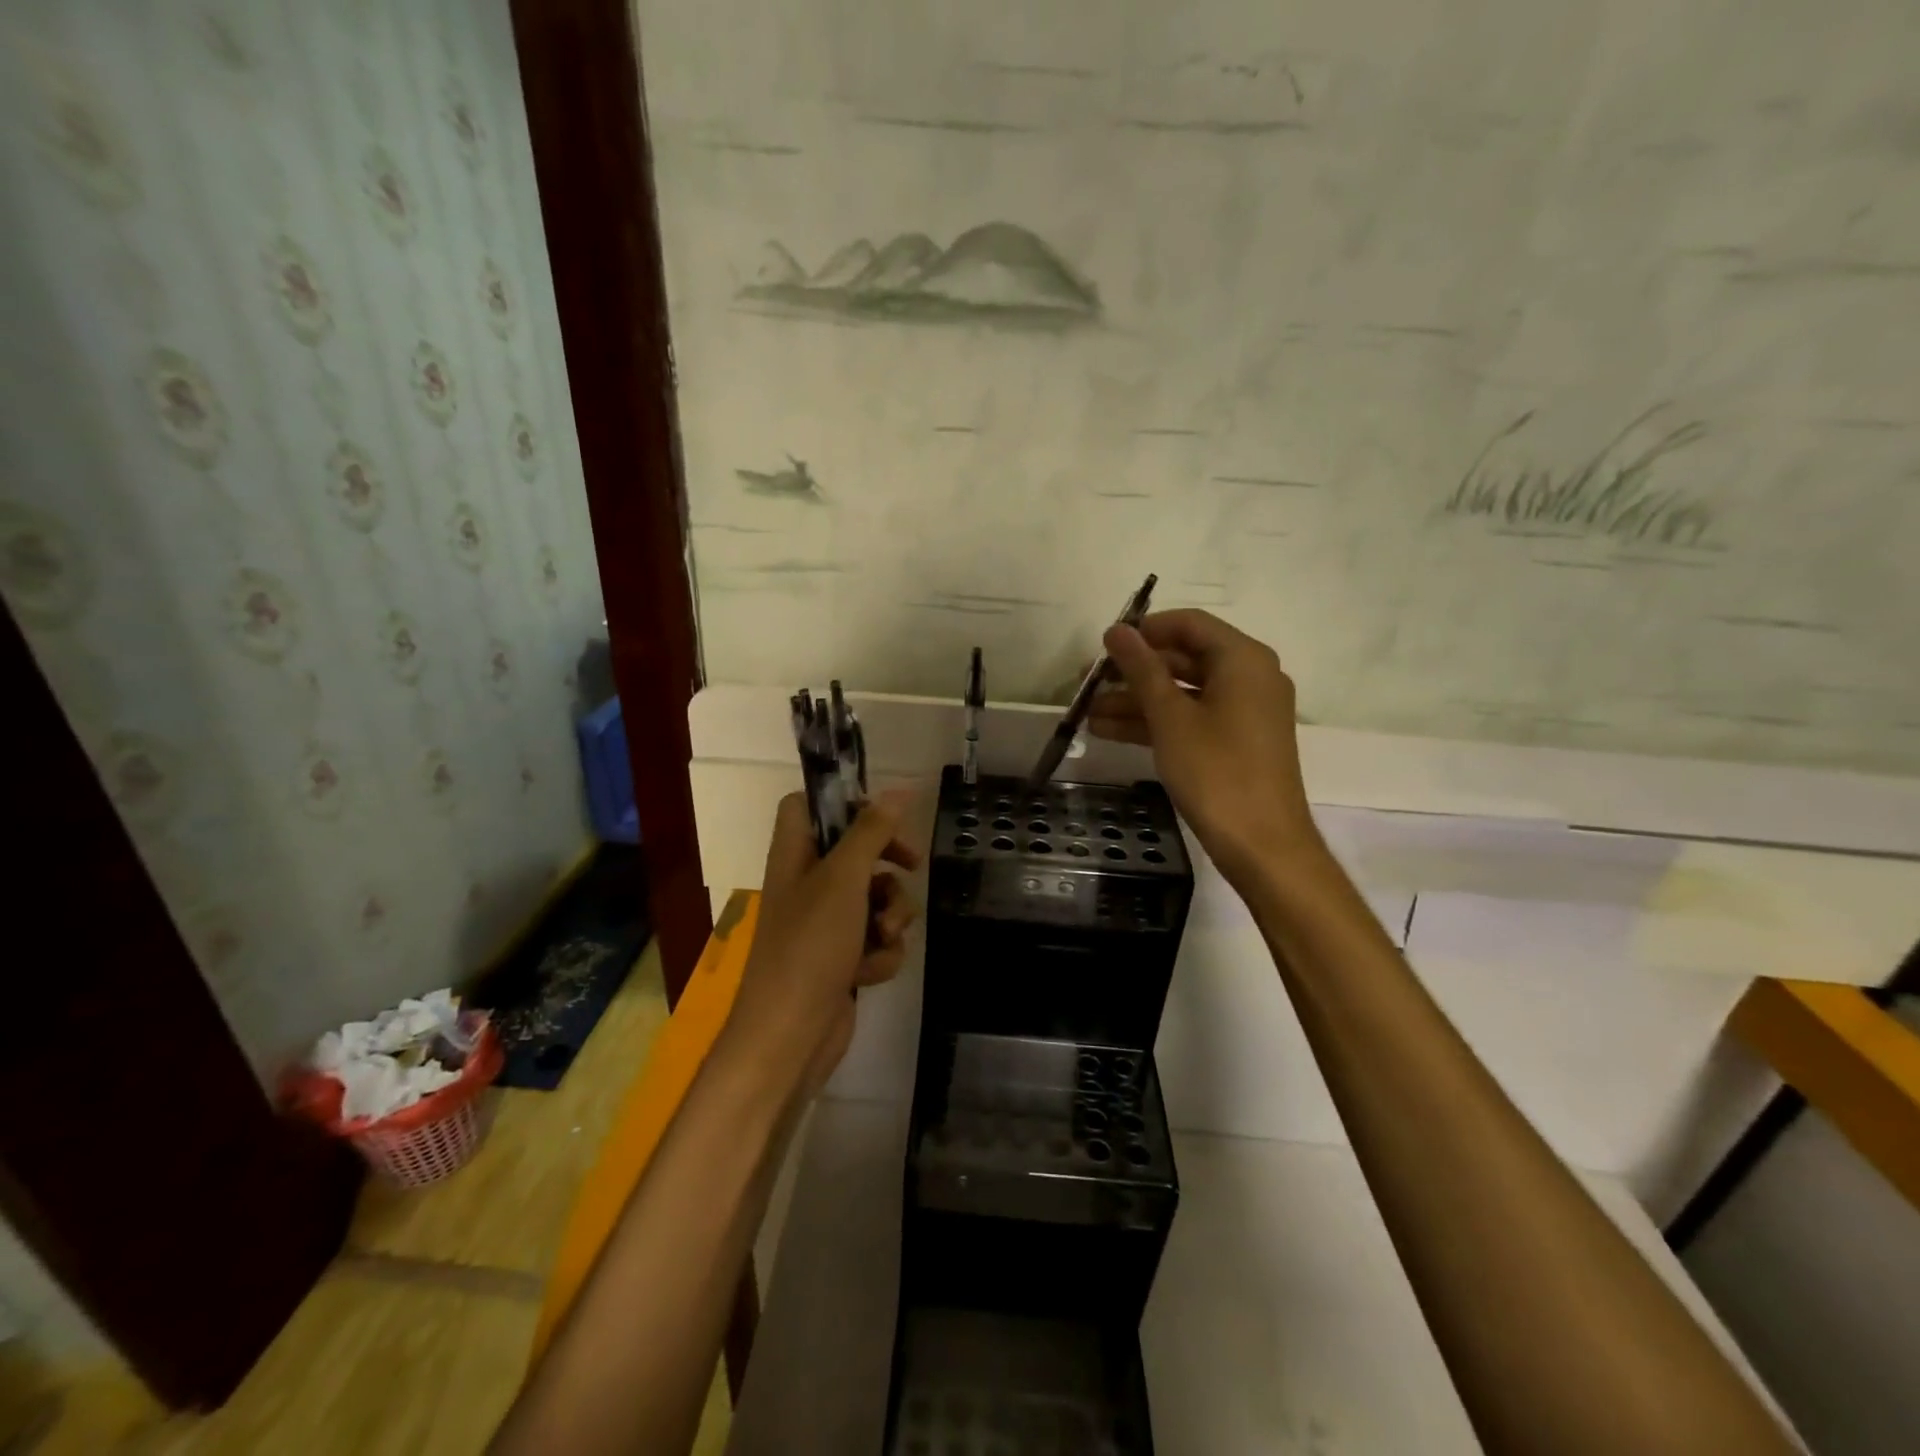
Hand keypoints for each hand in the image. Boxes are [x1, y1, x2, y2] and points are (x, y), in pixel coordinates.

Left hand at [723, 790, 920, 1101]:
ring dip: (891, 914)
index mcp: (795, 854)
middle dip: (888, 862)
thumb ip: (871, 831)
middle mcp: (808, 883)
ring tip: (883, 935)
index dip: (843, 802)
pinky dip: (881, 951)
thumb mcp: (843, 879)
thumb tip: (899, 790)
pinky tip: (869, 972)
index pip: (807, 805)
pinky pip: (877, 936)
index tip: (879, 812)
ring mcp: (826, 922)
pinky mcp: (843, 956)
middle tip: (910, 864)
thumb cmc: (810, 946)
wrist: (791, 1036)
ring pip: (876, 896)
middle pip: (856, 849)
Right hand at [1089, 609, 1322, 890]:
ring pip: (1182, 693)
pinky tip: (1109, 731)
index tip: (1104, 646)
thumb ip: (1142, 669)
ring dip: (1136, 701)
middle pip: (1183, 659)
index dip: (1144, 630)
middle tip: (1088, 682)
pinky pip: (1191, 718)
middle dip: (1133, 671)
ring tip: (1088, 713)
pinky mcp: (1235, 741)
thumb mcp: (1171, 718)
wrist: (1262, 844)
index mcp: (1242, 659)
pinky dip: (1155, 723)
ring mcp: (1244, 711)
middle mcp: (1249, 677)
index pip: (1188, 624)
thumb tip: (1117, 631)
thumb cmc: (1216, 772)